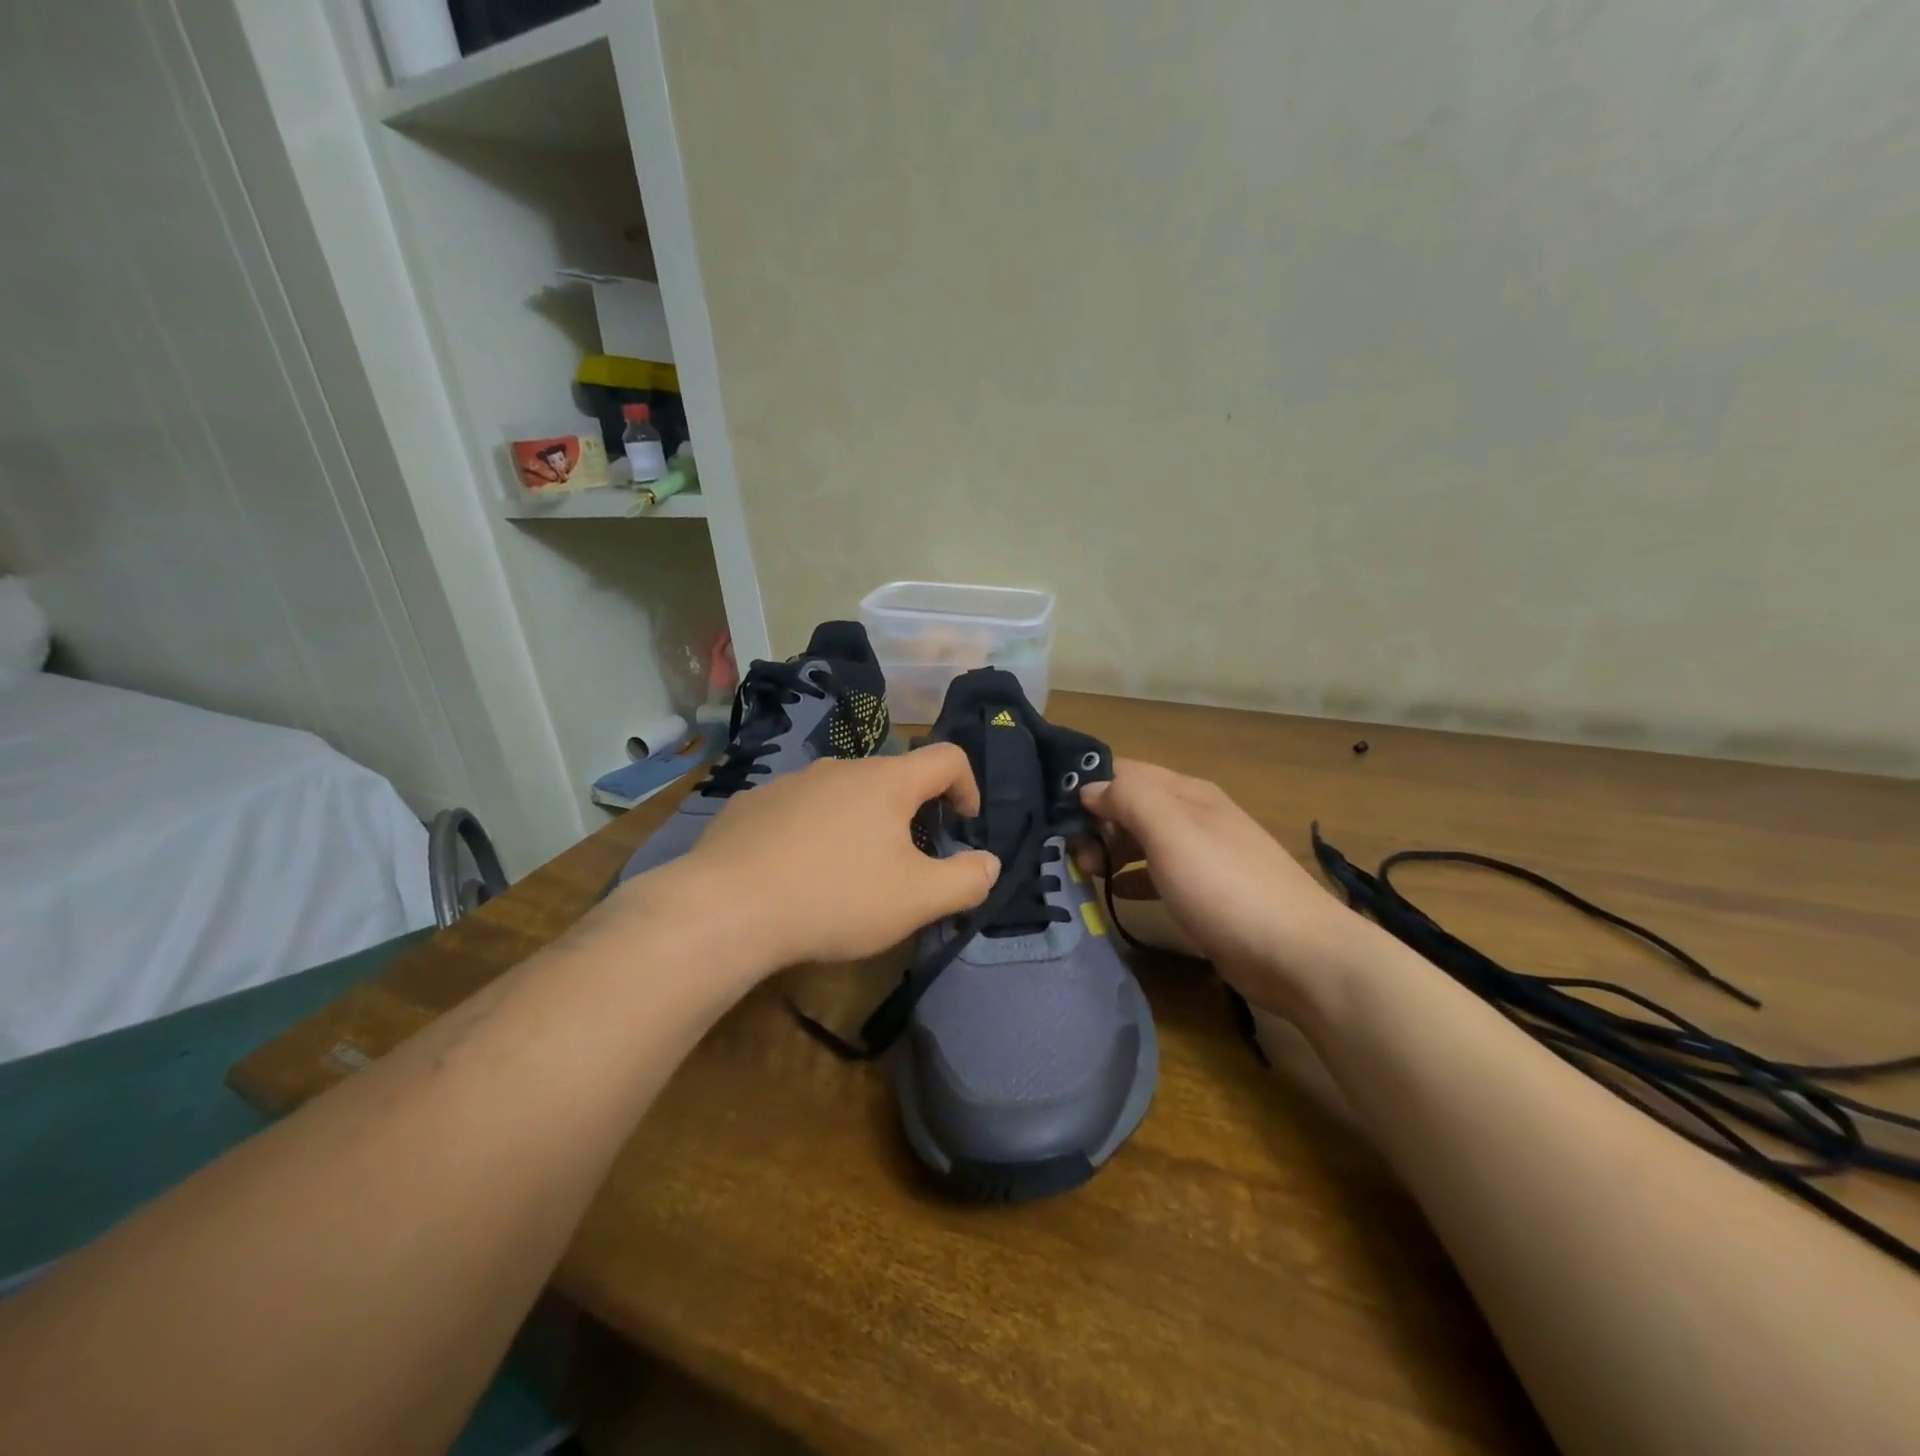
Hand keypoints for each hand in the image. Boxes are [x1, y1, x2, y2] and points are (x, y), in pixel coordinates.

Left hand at [650, 745, 999, 969]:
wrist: (726, 908)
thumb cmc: (836, 897)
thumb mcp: (917, 900)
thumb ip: (966, 880)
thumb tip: (989, 863)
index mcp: (887, 781)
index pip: (947, 757)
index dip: (969, 786)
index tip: (964, 825)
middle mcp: (840, 768)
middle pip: (893, 778)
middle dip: (913, 814)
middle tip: (908, 862)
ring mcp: (790, 782)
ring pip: (843, 794)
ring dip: (861, 823)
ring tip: (850, 873)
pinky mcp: (752, 804)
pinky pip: (800, 810)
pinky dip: (814, 832)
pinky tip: (798, 874)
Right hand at [1078, 759, 1357, 1015]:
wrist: (1297, 955)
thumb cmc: (1225, 886)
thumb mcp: (1171, 831)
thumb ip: (1128, 799)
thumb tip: (1090, 788)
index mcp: (1186, 793)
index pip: (1125, 771)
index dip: (1089, 785)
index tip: (1054, 813)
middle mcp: (1194, 816)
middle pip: (1131, 805)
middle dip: (1096, 822)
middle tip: (1071, 855)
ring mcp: (1202, 855)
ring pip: (1142, 839)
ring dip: (1110, 850)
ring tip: (1083, 872)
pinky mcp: (1206, 892)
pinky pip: (1156, 873)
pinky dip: (1131, 878)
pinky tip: (1114, 894)